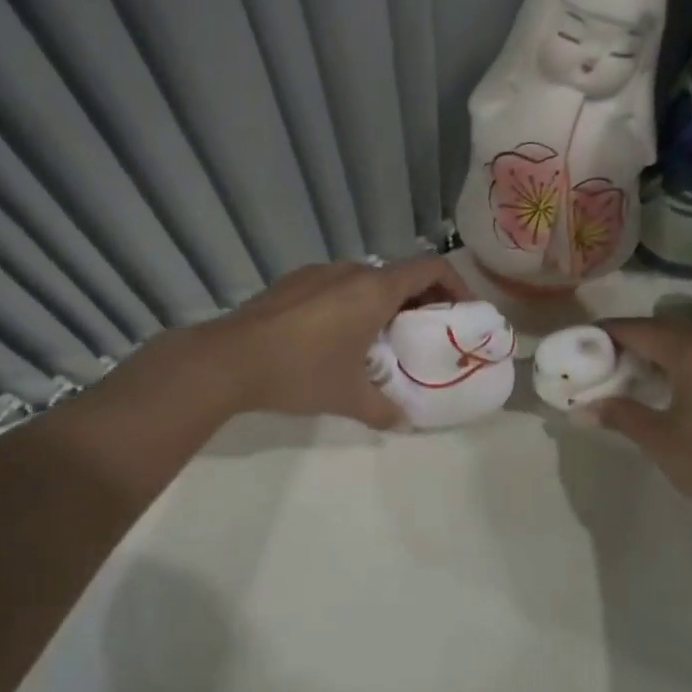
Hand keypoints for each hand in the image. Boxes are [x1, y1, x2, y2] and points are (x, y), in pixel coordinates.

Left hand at [203, 258, 472, 427]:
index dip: (457, 285)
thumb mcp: (348, 397)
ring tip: (382, 339)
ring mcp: (317, 273)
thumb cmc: (300, 372)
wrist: (228, 360)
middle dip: (421, 300)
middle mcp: (349, 271)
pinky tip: (337, 337)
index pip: (432, 267)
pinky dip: (352, 303)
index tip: (463, 313)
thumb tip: (405, 424)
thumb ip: (384, 410)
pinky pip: (336, 285)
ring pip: (366, 279)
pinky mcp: (292, 282)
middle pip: (400, 274)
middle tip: (426, 334)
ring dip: (384, 302)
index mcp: (374, 289)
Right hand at [590, 318, 691, 521]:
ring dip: (660, 351)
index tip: (580, 343)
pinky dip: (687, 360)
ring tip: (634, 374)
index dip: (605, 334)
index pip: (637, 329)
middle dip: (631, 342)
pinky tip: (673, 384)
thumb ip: (618, 414)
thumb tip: (581, 408)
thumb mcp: (658, 439)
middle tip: (602, 362)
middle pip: (664, 329)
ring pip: (690, 340)